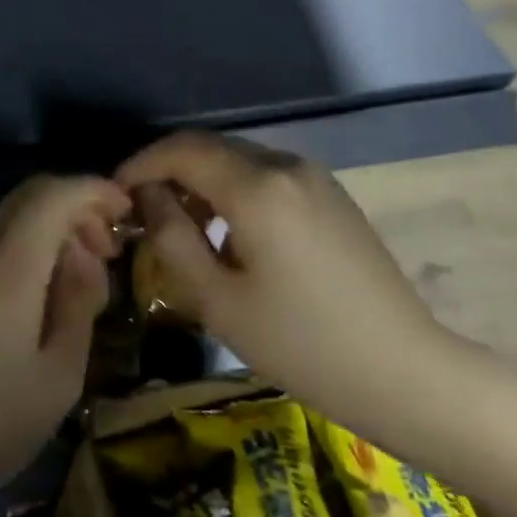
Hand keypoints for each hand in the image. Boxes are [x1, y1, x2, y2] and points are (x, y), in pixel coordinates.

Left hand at [0, 175, 130, 512]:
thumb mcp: (59, 377)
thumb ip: (78, 302)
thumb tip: (83, 254)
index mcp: (3, 276)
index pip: (51, 198)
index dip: (94, 190)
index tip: (126, 210)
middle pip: (27, 197)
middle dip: (75, 207)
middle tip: (108, 249)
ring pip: (7, 220)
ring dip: (50, 228)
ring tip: (81, 276)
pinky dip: (24, 248)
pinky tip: (40, 292)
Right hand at [117, 132, 447, 418]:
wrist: (400, 368)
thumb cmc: (300, 343)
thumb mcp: (219, 299)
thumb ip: (173, 238)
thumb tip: (147, 197)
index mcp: (258, 188)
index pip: (183, 150)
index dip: (142, 164)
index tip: (116, 194)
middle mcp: (288, 167)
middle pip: (213, 149)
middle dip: (171, 172)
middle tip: (143, 215)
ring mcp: (317, 179)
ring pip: (242, 162)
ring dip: (204, 183)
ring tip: (182, 229)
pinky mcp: (333, 197)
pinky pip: (270, 178)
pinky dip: (236, 192)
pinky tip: (229, 234)